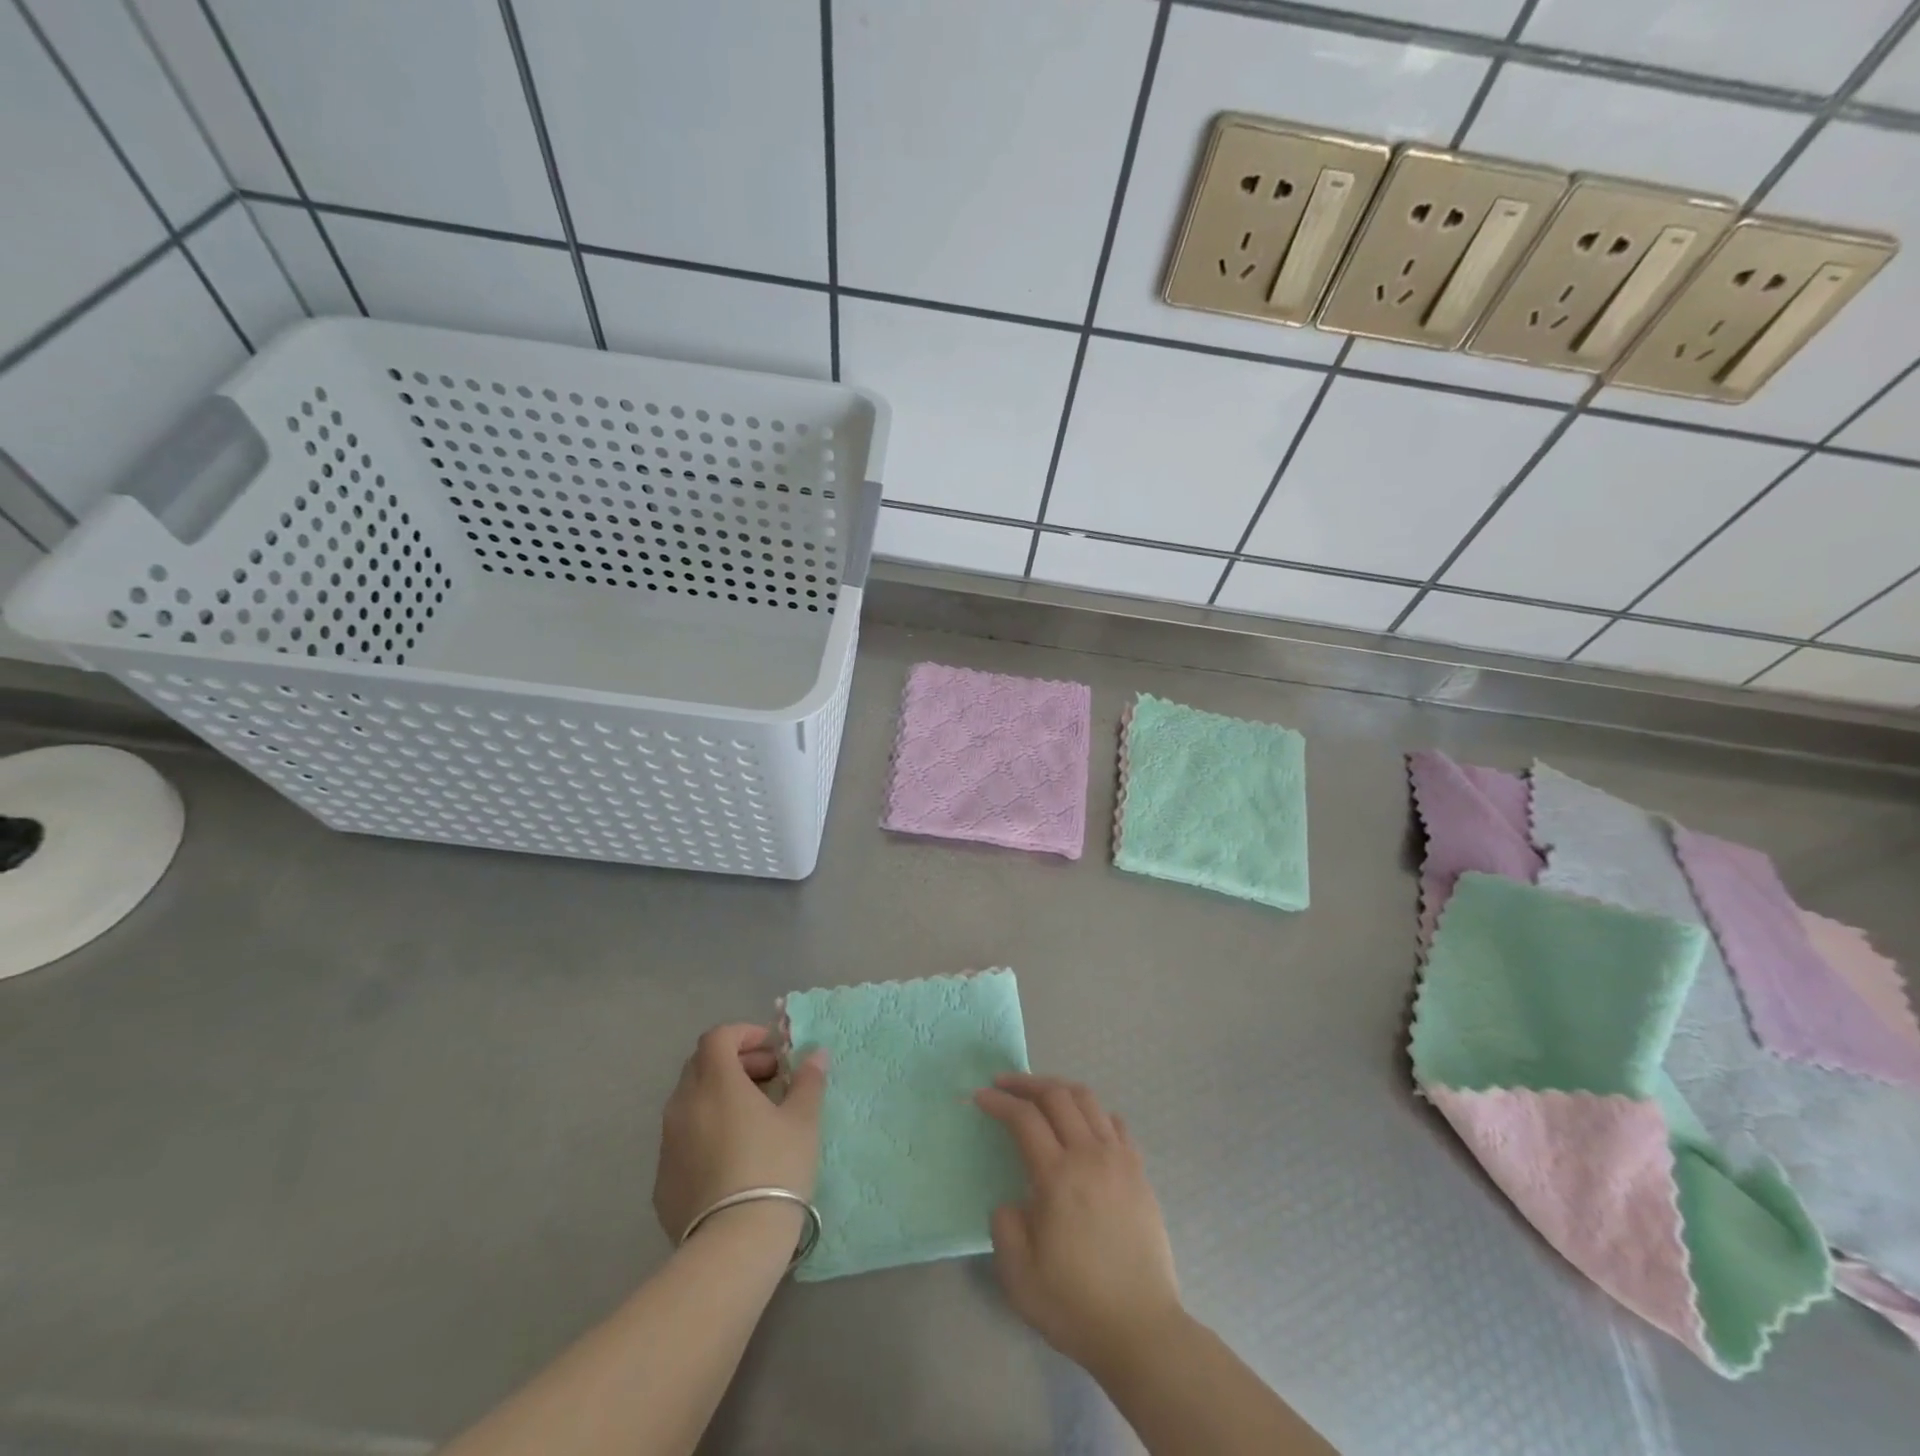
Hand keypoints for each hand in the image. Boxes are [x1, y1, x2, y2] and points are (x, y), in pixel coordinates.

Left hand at [652, 1024, 827, 1244]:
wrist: (734, 1245)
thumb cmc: (775, 1168)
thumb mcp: (803, 1120)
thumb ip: (808, 1081)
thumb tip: (816, 1054)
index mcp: (716, 1082)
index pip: (718, 1037)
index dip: (745, 1035)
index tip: (773, 1052)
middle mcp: (684, 1104)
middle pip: (701, 1064)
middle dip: (735, 1062)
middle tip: (768, 1079)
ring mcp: (668, 1144)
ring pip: (690, 1102)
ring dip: (719, 1096)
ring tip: (752, 1118)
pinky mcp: (662, 1180)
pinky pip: (683, 1139)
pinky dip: (706, 1131)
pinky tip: (731, 1157)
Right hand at [975, 1074, 1184, 1375]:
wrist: (1141, 1331)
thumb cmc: (1075, 1305)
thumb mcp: (1019, 1275)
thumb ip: (1005, 1226)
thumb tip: (1014, 1202)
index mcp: (1058, 1176)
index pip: (1024, 1118)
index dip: (999, 1102)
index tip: (979, 1097)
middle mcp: (1090, 1155)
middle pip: (1057, 1096)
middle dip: (1026, 1083)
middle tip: (1003, 1084)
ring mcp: (1120, 1160)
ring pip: (1088, 1100)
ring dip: (1059, 1089)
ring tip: (1040, 1095)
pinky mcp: (1139, 1173)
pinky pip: (1115, 1124)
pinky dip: (1094, 1112)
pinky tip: (1083, 1124)